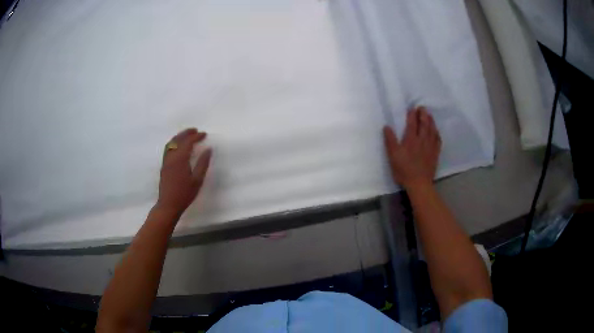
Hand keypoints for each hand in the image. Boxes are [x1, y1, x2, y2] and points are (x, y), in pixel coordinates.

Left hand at [156, 128, 211, 216]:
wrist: (168, 204)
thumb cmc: (185, 194)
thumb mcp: (197, 180)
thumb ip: (203, 163)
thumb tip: (208, 149)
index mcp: (180, 159)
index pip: (188, 142)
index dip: (196, 136)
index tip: (204, 134)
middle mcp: (171, 157)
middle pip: (178, 139)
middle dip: (187, 133)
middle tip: (195, 130)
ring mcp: (166, 161)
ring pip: (171, 143)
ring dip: (179, 136)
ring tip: (187, 135)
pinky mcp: (163, 165)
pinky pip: (168, 148)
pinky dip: (174, 142)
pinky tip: (178, 146)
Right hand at [383, 107, 440, 189]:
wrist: (419, 183)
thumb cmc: (404, 170)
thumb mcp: (393, 156)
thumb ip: (390, 140)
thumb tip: (387, 127)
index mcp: (411, 139)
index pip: (412, 123)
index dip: (412, 115)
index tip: (412, 108)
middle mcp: (422, 140)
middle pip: (424, 124)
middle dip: (423, 115)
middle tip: (422, 108)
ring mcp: (430, 147)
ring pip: (432, 130)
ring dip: (431, 121)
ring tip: (430, 115)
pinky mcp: (435, 153)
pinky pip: (438, 140)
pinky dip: (437, 133)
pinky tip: (436, 131)